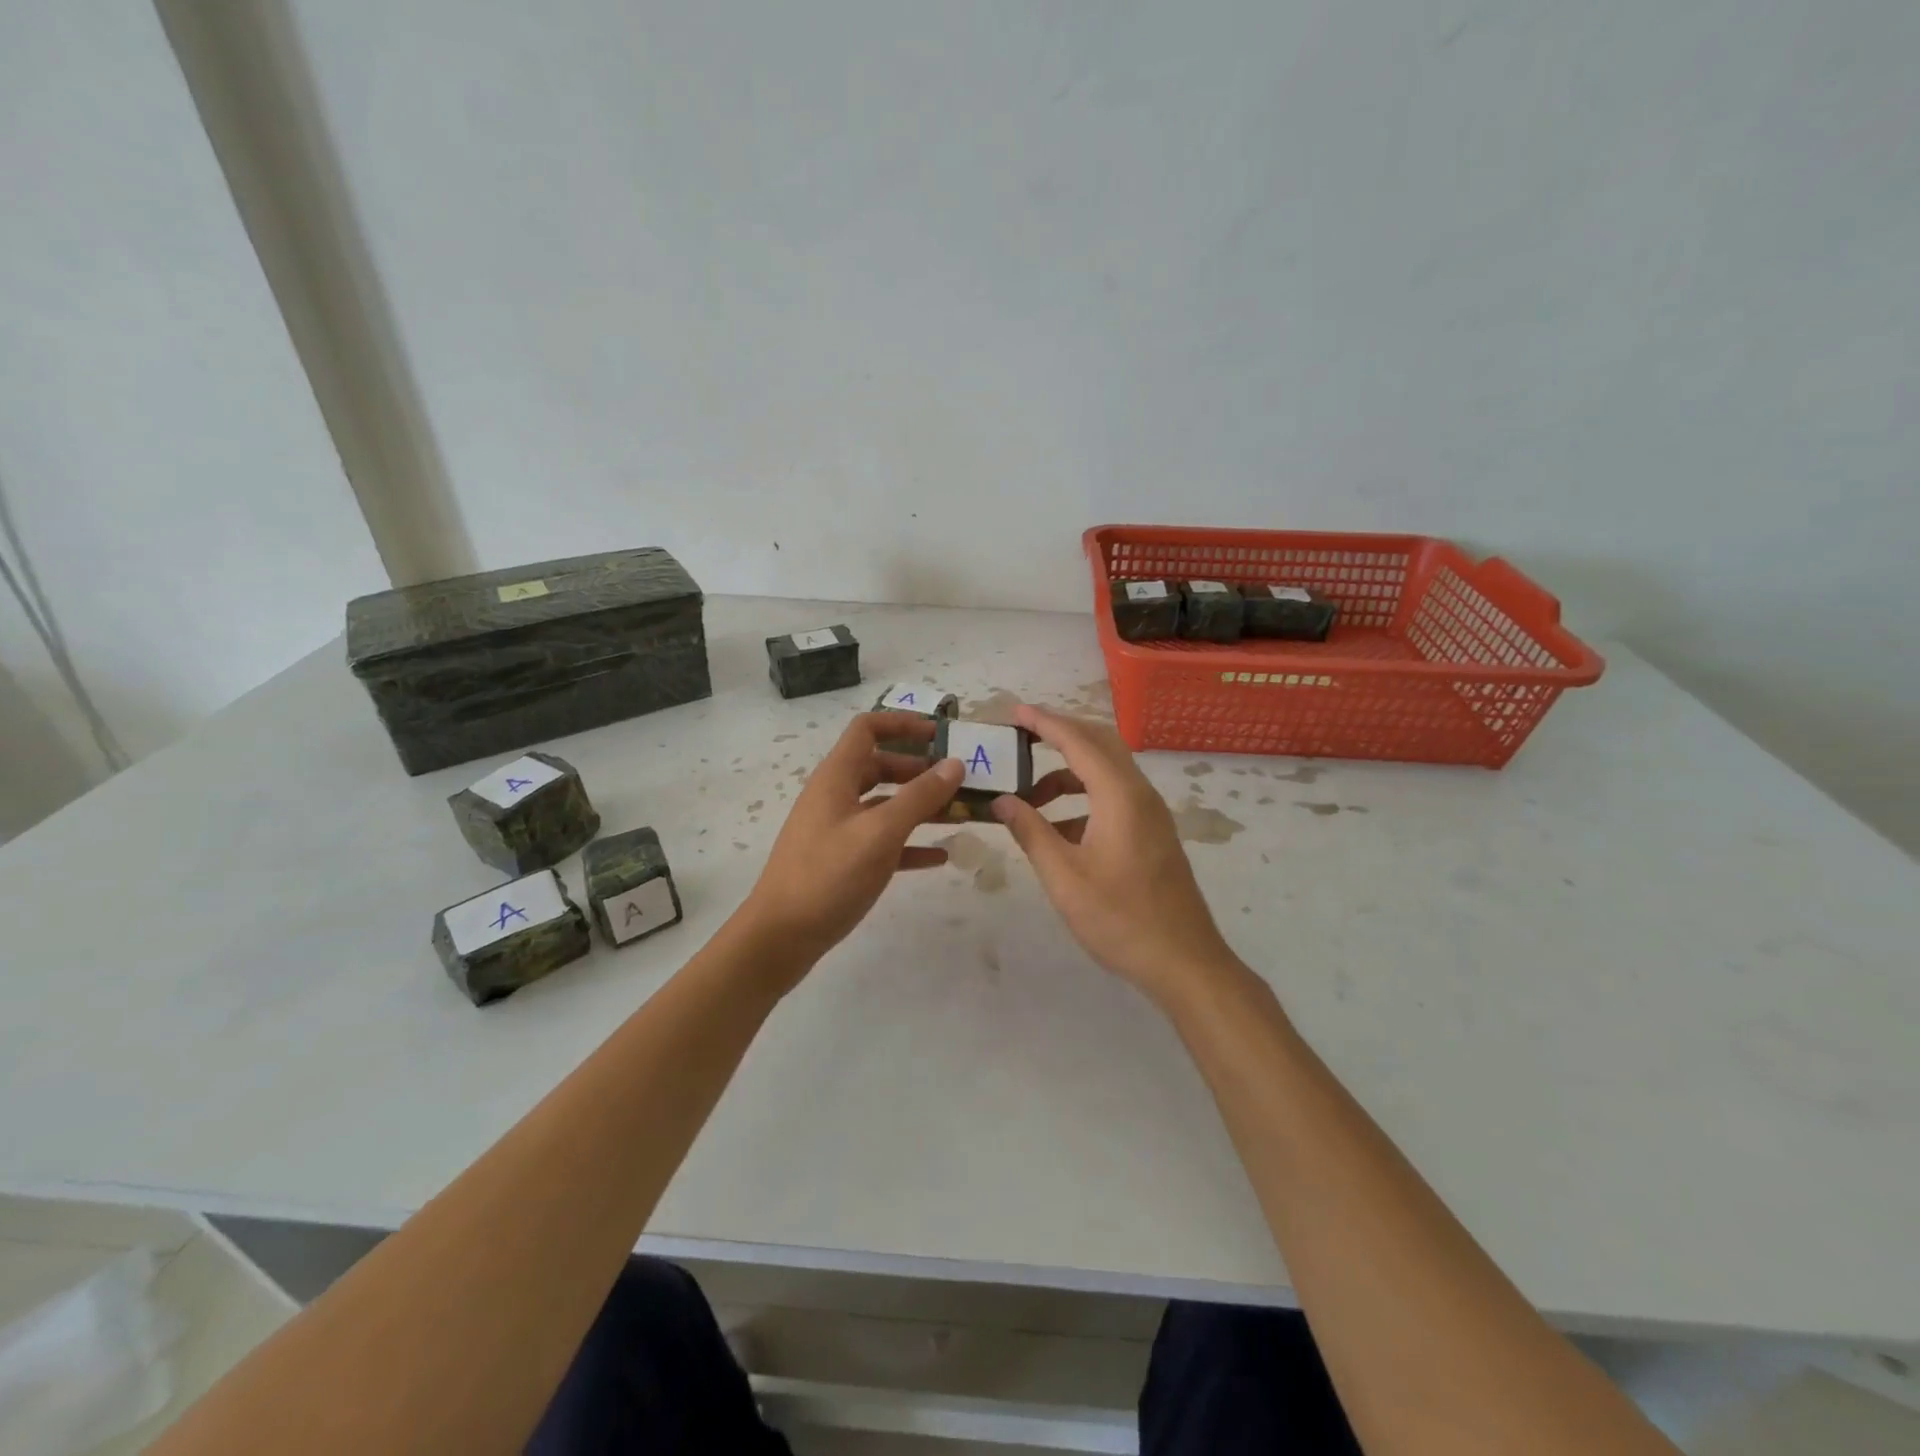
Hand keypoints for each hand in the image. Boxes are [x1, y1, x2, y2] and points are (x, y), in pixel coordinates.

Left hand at [741, 712, 963, 982]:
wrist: (780, 937)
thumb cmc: (828, 876)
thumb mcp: (880, 833)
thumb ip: (919, 797)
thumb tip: (955, 764)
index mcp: (837, 777)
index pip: (868, 729)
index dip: (904, 724)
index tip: (942, 734)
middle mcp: (836, 796)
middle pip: (881, 766)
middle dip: (921, 769)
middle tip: (960, 779)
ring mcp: (838, 829)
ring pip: (885, 805)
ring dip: (920, 806)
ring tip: (960, 814)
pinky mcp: (843, 861)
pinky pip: (883, 841)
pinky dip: (910, 843)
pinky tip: (940, 856)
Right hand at [992, 705, 1240, 1008]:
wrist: (1184, 961)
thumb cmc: (1120, 919)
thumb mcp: (1064, 877)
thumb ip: (1031, 832)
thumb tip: (1002, 801)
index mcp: (1120, 796)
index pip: (1078, 742)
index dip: (1045, 723)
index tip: (1014, 712)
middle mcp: (1139, 794)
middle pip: (1099, 744)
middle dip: (1059, 735)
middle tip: (1020, 739)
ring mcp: (1150, 814)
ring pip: (1107, 771)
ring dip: (1068, 772)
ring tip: (1028, 795)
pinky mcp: (1152, 833)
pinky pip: (1114, 796)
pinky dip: (1083, 797)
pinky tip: (1057, 827)